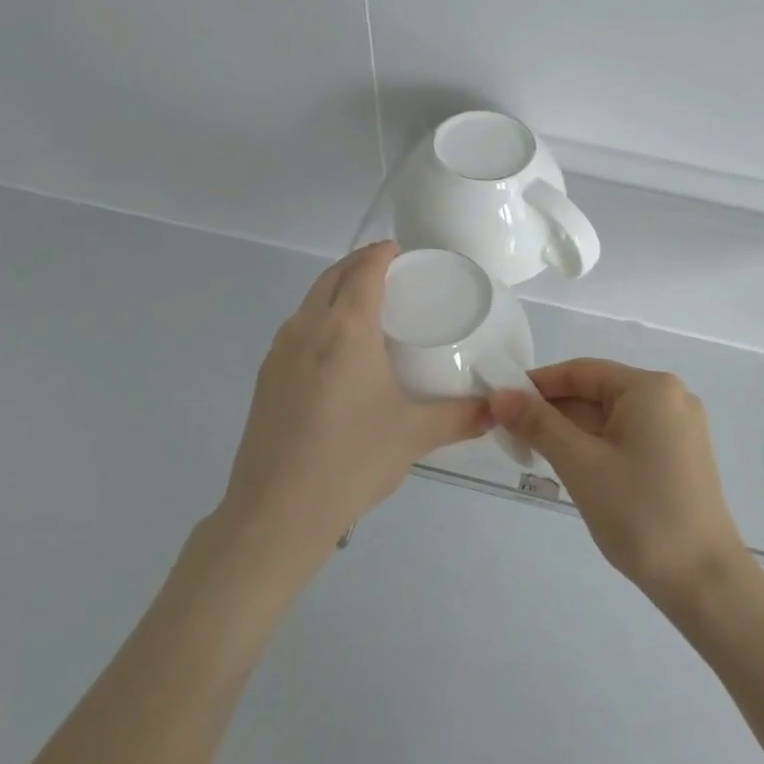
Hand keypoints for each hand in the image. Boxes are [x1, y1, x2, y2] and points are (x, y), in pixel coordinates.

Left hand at [216, 242, 489, 575]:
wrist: (277, 513)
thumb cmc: (353, 460)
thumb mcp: (415, 435)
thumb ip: (461, 416)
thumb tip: (497, 409)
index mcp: (346, 329)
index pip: (364, 271)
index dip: (381, 253)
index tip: (400, 250)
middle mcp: (307, 329)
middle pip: (331, 277)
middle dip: (358, 264)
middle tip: (389, 272)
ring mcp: (279, 354)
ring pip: (309, 303)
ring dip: (335, 291)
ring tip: (365, 307)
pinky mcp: (265, 380)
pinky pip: (296, 330)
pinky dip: (318, 320)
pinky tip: (336, 354)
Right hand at [489, 359, 745, 608]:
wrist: (703, 579)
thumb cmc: (639, 512)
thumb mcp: (580, 464)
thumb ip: (538, 424)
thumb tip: (500, 394)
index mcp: (651, 388)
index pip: (582, 371)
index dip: (538, 383)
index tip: (501, 401)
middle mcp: (670, 397)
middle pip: (598, 392)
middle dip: (554, 410)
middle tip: (509, 432)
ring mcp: (680, 428)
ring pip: (612, 417)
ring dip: (573, 430)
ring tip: (531, 451)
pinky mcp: (681, 456)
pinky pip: (629, 436)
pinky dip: (597, 445)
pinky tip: (571, 465)